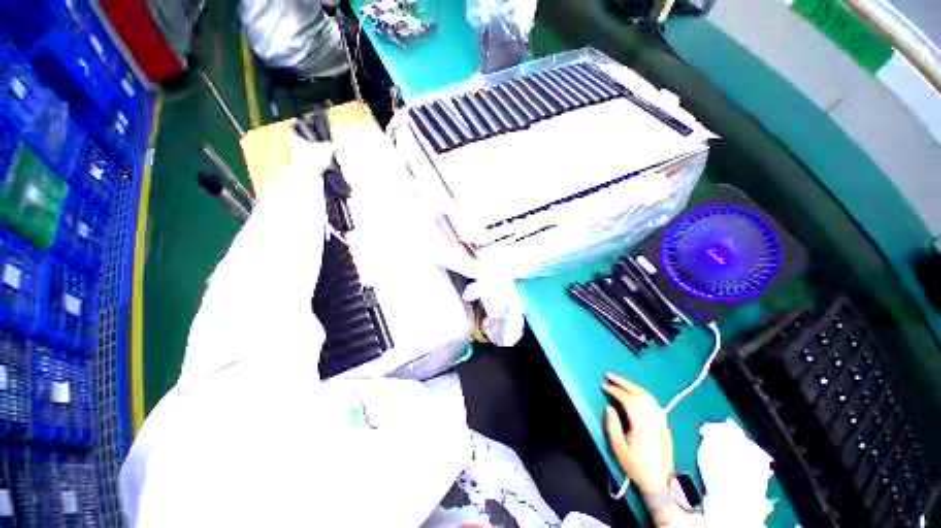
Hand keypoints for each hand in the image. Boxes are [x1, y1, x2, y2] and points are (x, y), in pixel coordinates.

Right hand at [602, 373, 673, 495]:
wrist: (660, 483)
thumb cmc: (636, 466)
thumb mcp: (619, 448)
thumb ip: (612, 425)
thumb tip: (609, 407)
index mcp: (641, 422)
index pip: (627, 399)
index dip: (614, 390)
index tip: (603, 386)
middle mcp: (652, 418)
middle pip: (638, 393)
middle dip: (623, 382)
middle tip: (609, 375)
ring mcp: (660, 420)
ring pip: (647, 396)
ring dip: (633, 386)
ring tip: (621, 381)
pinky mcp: (664, 425)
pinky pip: (654, 403)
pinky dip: (643, 393)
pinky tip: (637, 393)